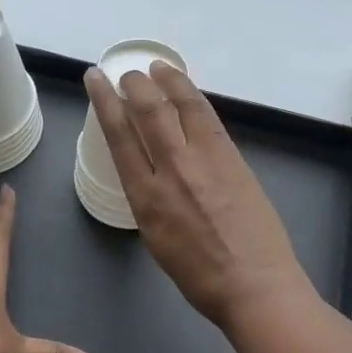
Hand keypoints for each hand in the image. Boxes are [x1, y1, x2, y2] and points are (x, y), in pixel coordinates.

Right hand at [84, 61, 313, 331]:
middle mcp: (172, 169)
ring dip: (166, 80)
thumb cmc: (200, 275)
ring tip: (156, 67)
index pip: (118, 135)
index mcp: (146, 197)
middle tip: (127, 74)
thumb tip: (150, 168)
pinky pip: (208, 117)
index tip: (96, 79)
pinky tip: (187, 90)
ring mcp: (206, 159)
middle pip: (148, 110)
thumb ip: (148, 197)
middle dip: (133, 84)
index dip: (104, 101)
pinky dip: (193, 97)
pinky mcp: (233, 156)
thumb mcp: (155, 238)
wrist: (255, 284)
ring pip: (181, 105)